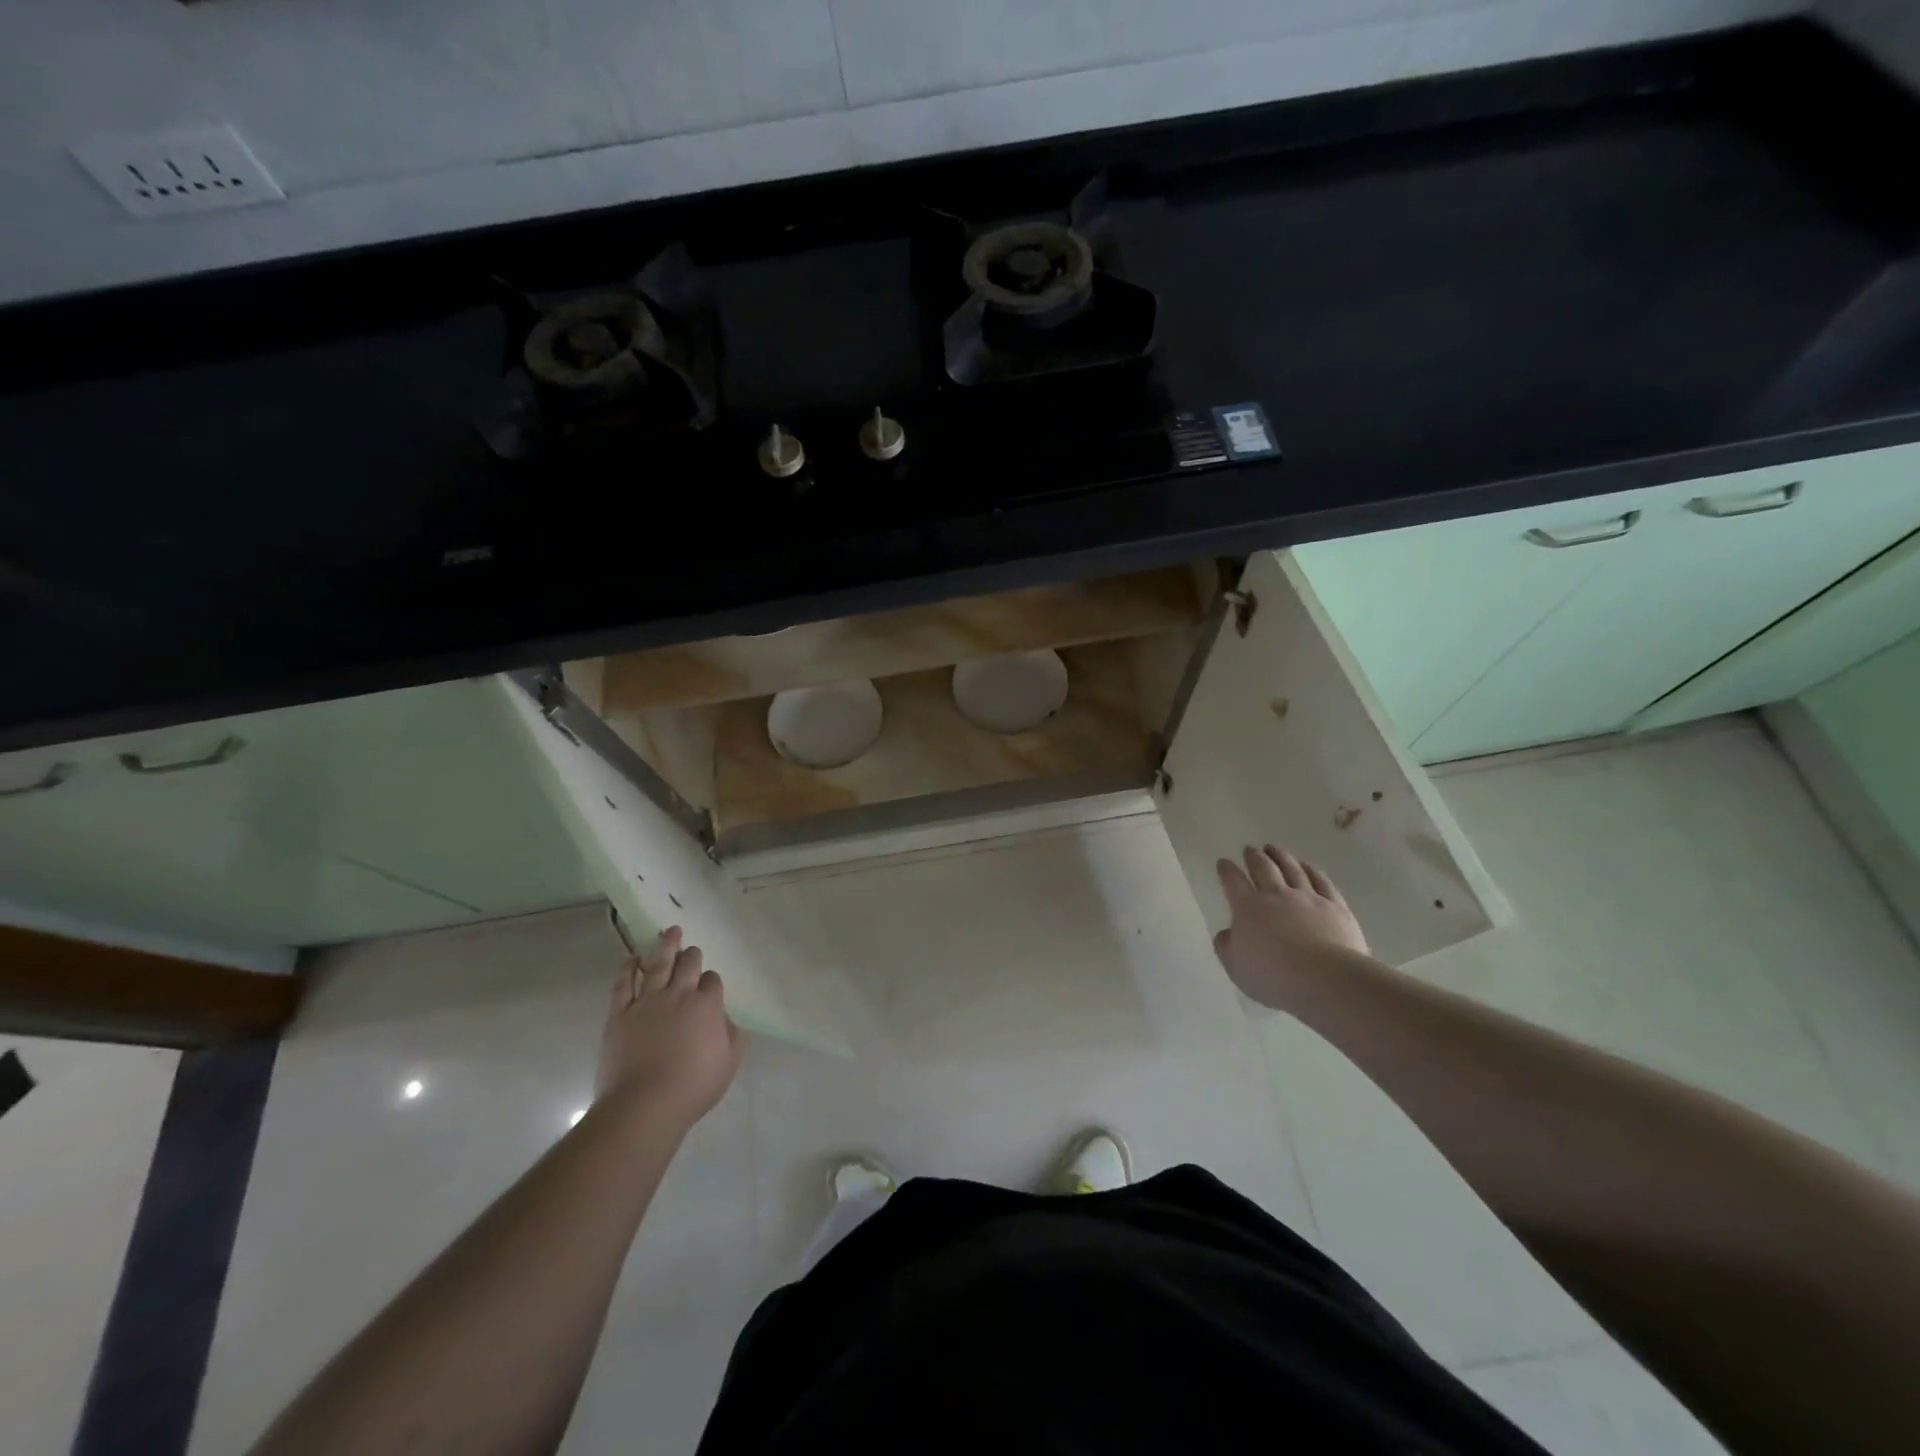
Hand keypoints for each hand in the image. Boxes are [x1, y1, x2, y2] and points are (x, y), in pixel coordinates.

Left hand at [594, 927, 740, 1128]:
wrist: (644, 1104)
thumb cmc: (692, 1087)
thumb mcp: (728, 1064)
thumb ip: (732, 1036)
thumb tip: (725, 1019)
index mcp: (707, 1005)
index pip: (712, 981)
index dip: (711, 982)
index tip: (710, 988)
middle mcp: (679, 995)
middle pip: (688, 965)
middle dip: (692, 955)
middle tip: (692, 950)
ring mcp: (647, 1002)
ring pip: (658, 964)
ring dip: (666, 946)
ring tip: (670, 931)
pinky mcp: (620, 1014)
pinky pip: (623, 983)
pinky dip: (628, 968)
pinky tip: (632, 958)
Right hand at [1213, 845, 1368, 1009]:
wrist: (1326, 979)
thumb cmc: (1274, 976)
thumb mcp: (1236, 968)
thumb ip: (1227, 947)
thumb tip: (1226, 934)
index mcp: (1248, 908)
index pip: (1233, 881)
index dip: (1226, 870)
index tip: (1223, 862)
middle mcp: (1276, 895)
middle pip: (1263, 868)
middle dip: (1254, 856)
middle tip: (1249, 849)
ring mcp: (1307, 898)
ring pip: (1292, 869)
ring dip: (1281, 856)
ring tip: (1274, 848)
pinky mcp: (1335, 906)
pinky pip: (1322, 881)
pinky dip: (1312, 870)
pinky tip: (1308, 866)